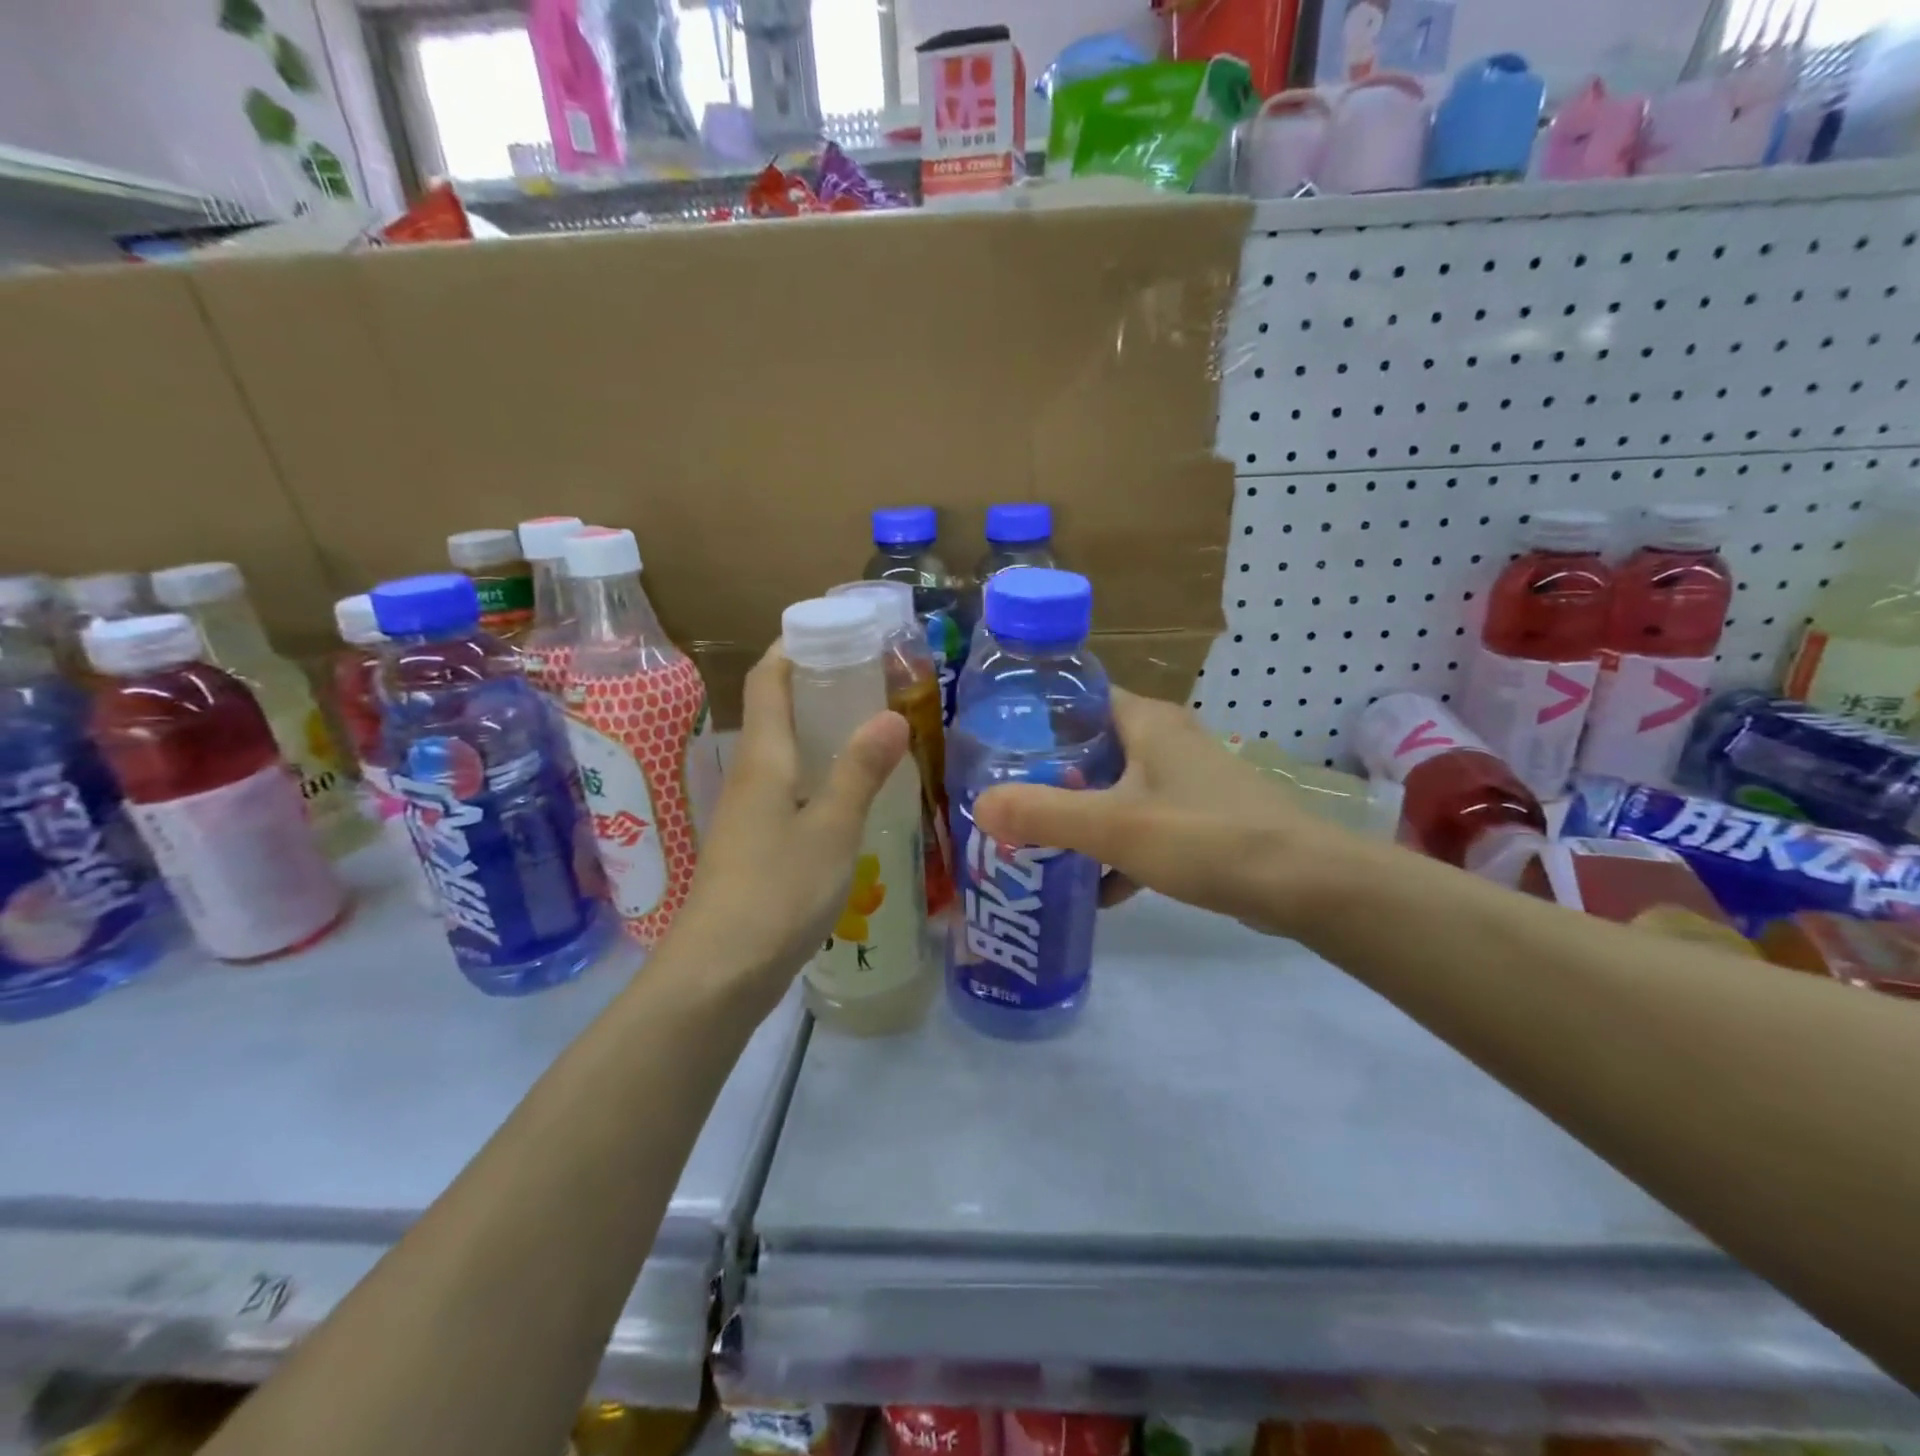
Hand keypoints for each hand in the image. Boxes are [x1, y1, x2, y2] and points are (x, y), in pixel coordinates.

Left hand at [672, 645, 908, 1012]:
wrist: (719, 973)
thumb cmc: (777, 892)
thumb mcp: (832, 828)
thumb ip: (860, 771)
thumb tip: (890, 714)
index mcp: (764, 758)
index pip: (769, 679)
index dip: (793, 645)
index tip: (834, 628)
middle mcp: (749, 776)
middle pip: (775, 711)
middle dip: (816, 684)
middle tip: (870, 676)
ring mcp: (748, 813)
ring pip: (783, 753)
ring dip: (819, 730)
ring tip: (870, 727)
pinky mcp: (753, 846)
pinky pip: (788, 788)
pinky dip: (818, 772)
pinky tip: (850, 793)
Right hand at [972, 688, 1363, 936]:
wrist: (1304, 885)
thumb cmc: (1206, 837)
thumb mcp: (1115, 826)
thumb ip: (1044, 815)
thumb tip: (979, 806)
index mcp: (1146, 722)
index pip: (1078, 698)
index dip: (1035, 716)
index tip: (994, 745)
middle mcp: (1165, 741)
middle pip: (1091, 749)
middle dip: (1049, 778)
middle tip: (1005, 803)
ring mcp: (1185, 781)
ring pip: (1115, 791)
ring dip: (1081, 818)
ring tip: (1035, 847)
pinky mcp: (1200, 819)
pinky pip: (1142, 826)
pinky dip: (1116, 851)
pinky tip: (1094, 890)